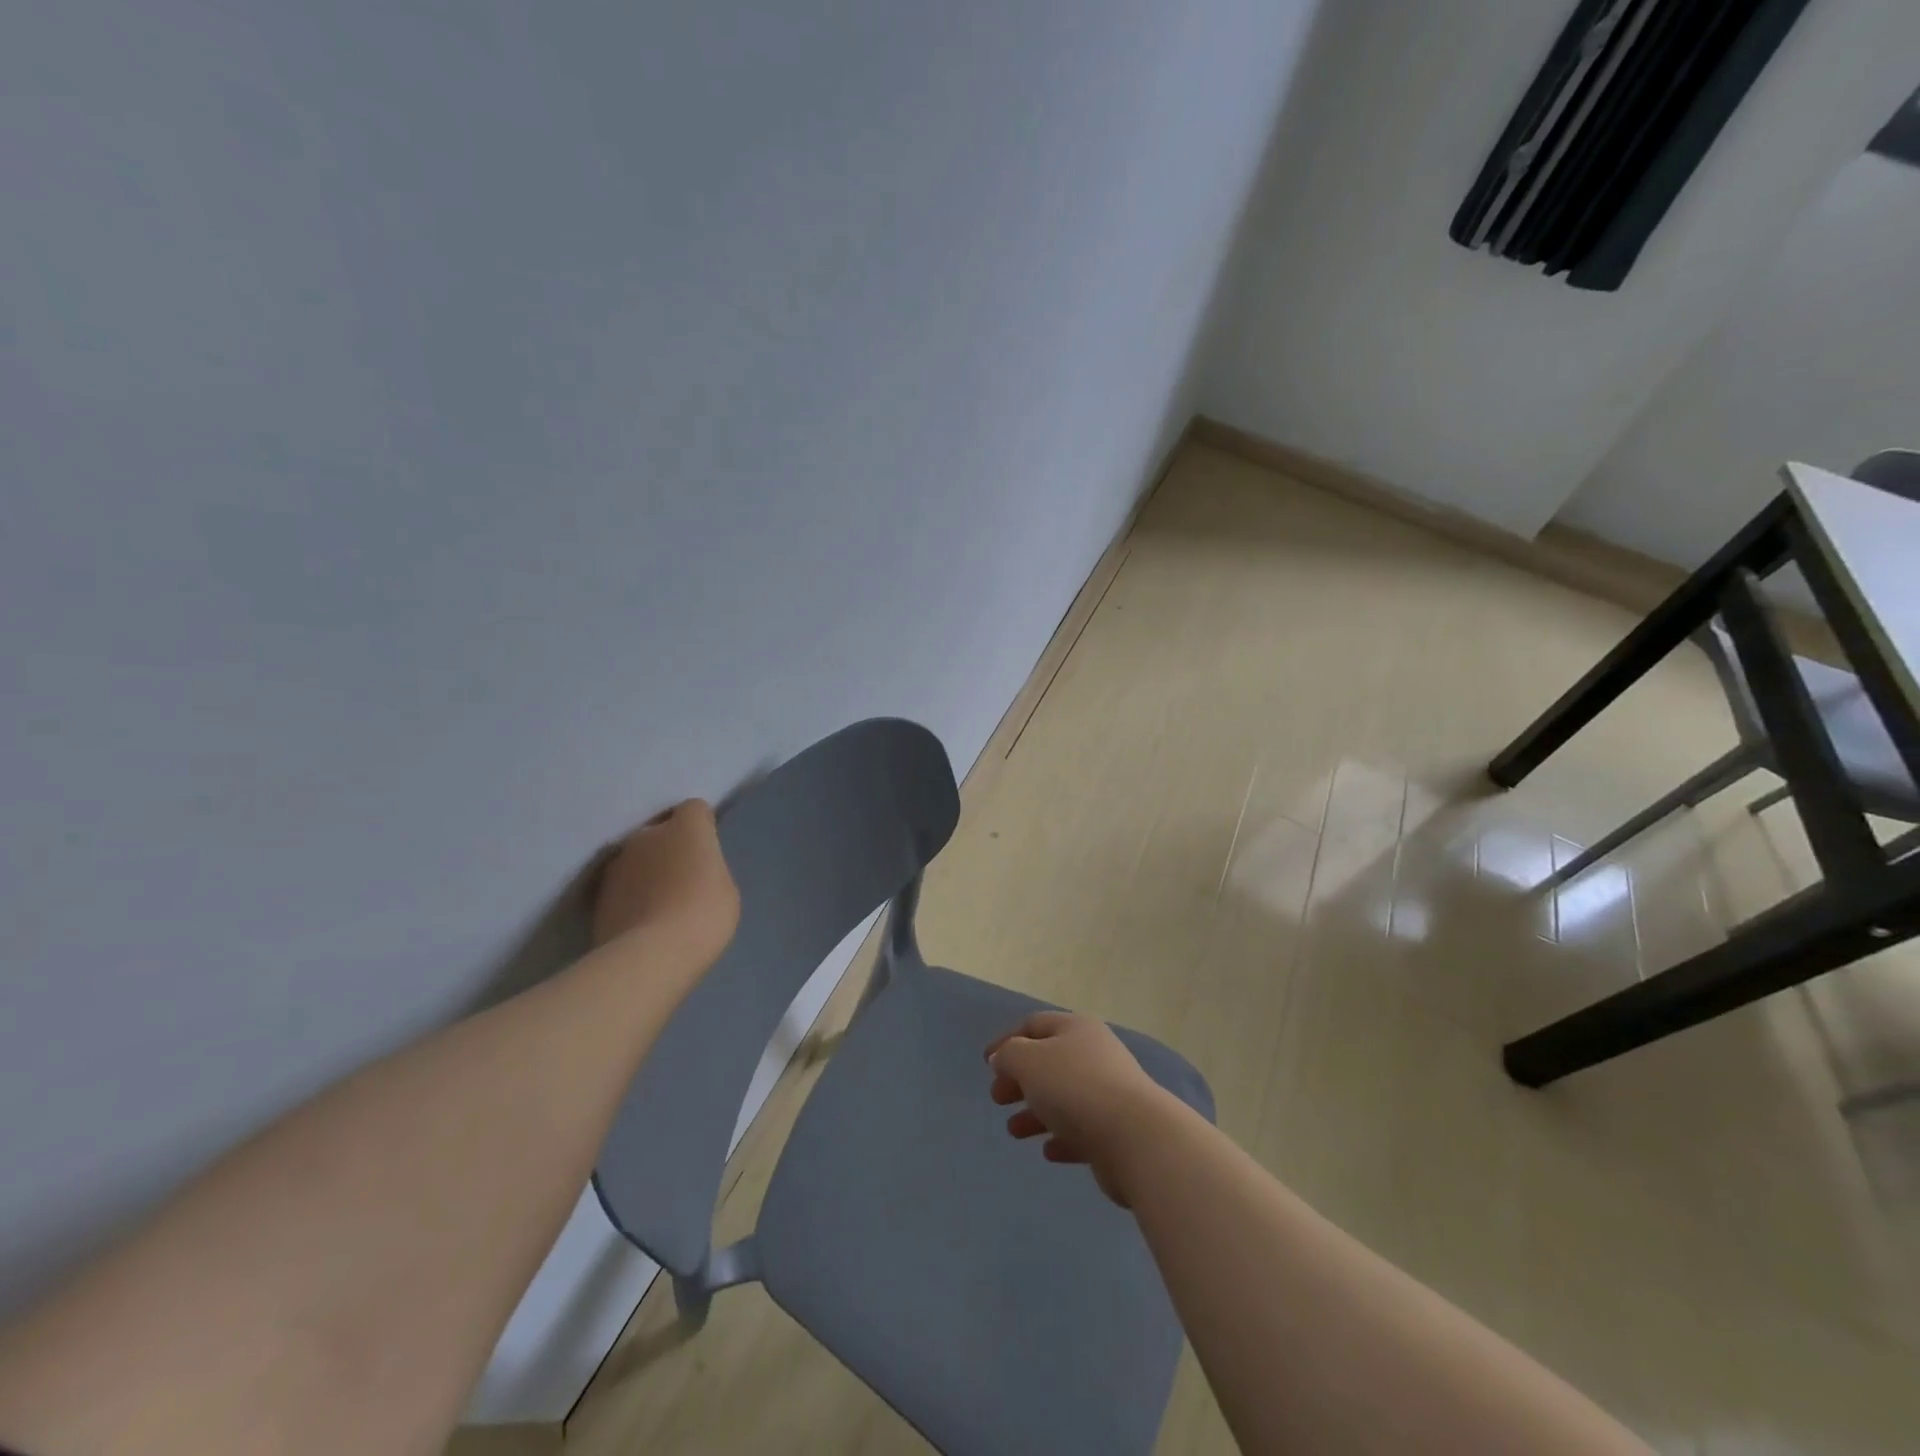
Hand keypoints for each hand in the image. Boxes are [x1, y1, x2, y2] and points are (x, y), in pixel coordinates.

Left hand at [593, 800, 739, 969]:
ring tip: (658, 906)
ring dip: (645, 872)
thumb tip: (692, 870)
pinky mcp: (597, 896)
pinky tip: (641, 923)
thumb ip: (707, 869)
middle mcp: (646, 835)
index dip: (701, 826)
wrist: (652, 955)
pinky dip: (629, 898)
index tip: (706, 849)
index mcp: (685, 827)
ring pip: (635, 859)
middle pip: (659, 832)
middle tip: (681, 879)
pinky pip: (620, 888)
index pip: (694, 809)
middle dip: (668, 848)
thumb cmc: (704, 914)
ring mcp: (617, 864)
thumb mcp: (724, 889)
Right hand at [986, 1011, 1183, 1206]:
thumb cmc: (1074, 1088)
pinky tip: (1048, 1152)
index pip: (1035, 1025)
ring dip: (1035, 1112)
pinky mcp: (1117, 1130)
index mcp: (1076, 1029)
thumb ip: (1009, 1055)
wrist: (1134, 1138)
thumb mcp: (1029, 1061)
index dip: (1007, 1040)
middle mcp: (1095, 1054)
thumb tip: (1004, 1057)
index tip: (986, 1063)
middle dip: (1020, 1079)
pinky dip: (1061, 1137)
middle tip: (997, 1099)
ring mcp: (1109, 1093)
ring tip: (1014, 1131)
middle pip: (1049, 1062)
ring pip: (1063, 1098)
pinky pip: (1081, 1130)